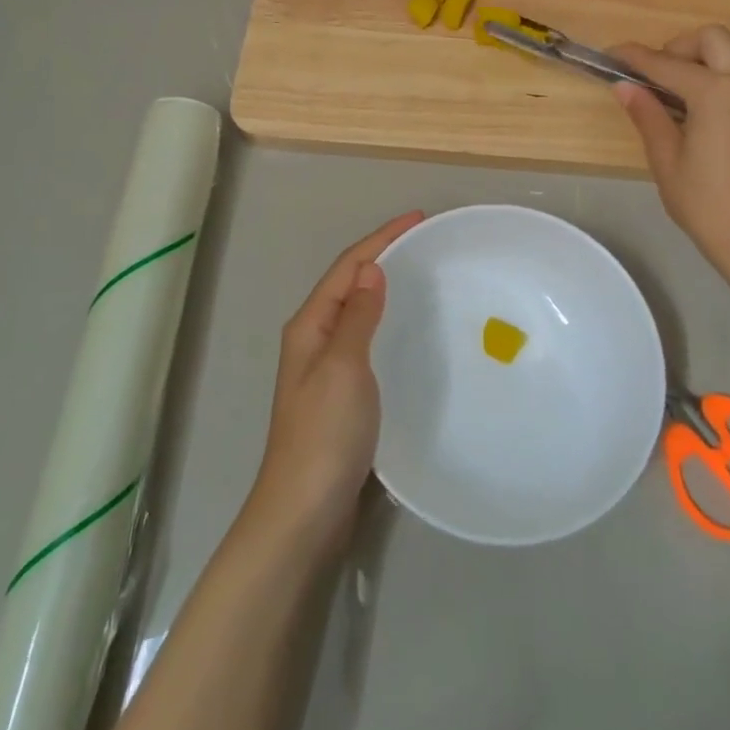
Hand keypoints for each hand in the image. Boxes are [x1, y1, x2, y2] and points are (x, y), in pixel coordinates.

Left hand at [248, 212, 424, 545]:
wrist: (304, 511)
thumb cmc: (324, 433)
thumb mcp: (343, 366)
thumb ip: (358, 317)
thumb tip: (371, 269)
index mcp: (310, 325)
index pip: (348, 267)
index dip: (382, 238)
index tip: (419, 218)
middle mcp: (314, 339)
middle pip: (350, 283)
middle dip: (383, 256)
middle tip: (425, 243)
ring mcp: (325, 368)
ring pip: (358, 312)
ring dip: (384, 288)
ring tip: (421, 276)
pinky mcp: (341, 394)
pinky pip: (366, 341)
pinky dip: (386, 323)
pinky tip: (408, 332)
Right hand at [611, 26, 729, 286]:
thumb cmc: (703, 201)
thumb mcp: (665, 158)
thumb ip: (647, 114)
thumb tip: (624, 86)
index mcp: (716, 93)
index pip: (667, 64)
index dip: (635, 57)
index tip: (612, 54)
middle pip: (712, 37)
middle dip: (679, 46)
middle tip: (656, 74)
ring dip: (709, 53)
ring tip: (684, 81)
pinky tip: (715, 98)